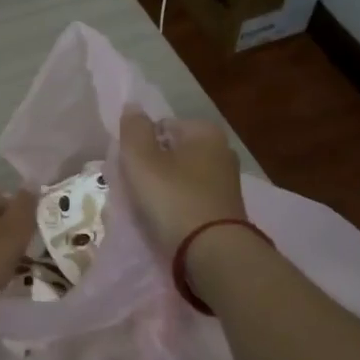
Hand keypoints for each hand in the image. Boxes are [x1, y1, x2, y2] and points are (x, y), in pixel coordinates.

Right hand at [117, 107, 247, 256]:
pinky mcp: (227, 209)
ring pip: (182, 177)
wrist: (213, 253)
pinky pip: (192, 199)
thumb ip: (134, 129)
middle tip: (137, 190)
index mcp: (205, 131)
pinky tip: (168, 222)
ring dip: (164, 189)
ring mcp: (227, 182)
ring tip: (150, 209)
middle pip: (173, 152)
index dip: (141, 145)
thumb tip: (132, 106)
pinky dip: (179, 206)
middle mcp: (222, 150)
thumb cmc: (173, 199)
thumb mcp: (142, 160)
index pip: (162, 126)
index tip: (131, 169)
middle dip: (154, 167)